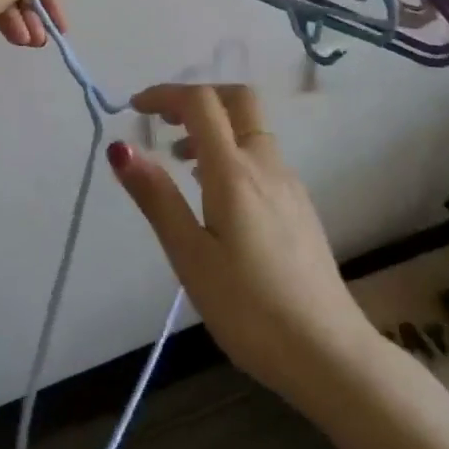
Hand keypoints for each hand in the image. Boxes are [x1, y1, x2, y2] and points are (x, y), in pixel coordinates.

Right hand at [109, 85, 366, 406]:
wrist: (329, 355)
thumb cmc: (250, 308)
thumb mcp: (190, 256)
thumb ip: (157, 197)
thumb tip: (120, 148)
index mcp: (234, 171)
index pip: (200, 102)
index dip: (165, 94)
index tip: (135, 108)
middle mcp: (266, 164)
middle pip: (238, 99)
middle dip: (198, 97)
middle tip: (164, 122)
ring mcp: (289, 184)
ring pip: (251, 129)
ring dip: (214, 127)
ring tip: (180, 164)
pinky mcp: (300, 206)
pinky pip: (261, 156)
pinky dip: (231, 153)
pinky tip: (216, 197)